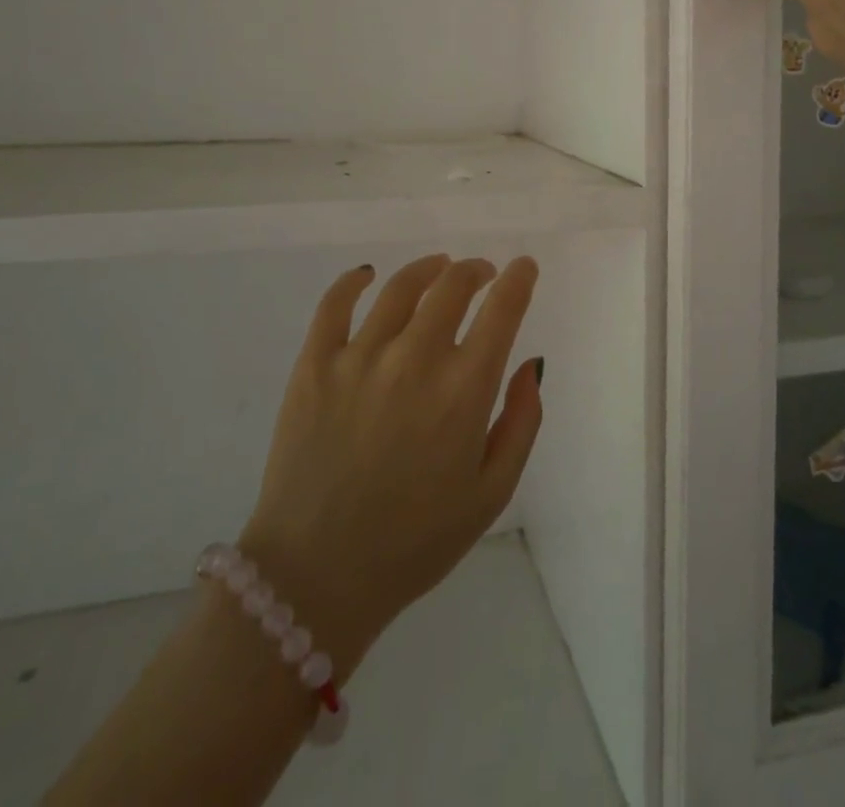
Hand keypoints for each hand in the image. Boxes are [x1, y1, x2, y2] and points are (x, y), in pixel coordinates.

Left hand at [237, 255, 543, 674]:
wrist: (316, 578)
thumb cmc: (415, 542)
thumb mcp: (491, 493)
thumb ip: (521, 422)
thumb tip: (530, 364)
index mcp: (463, 391)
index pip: (502, 310)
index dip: (518, 279)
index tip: (524, 267)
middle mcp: (415, 359)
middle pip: (452, 286)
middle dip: (475, 271)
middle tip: (481, 274)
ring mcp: (360, 357)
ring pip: (401, 287)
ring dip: (429, 269)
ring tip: (438, 268)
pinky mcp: (314, 365)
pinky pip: (335, 304)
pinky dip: (353, 280)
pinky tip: (366, 275)